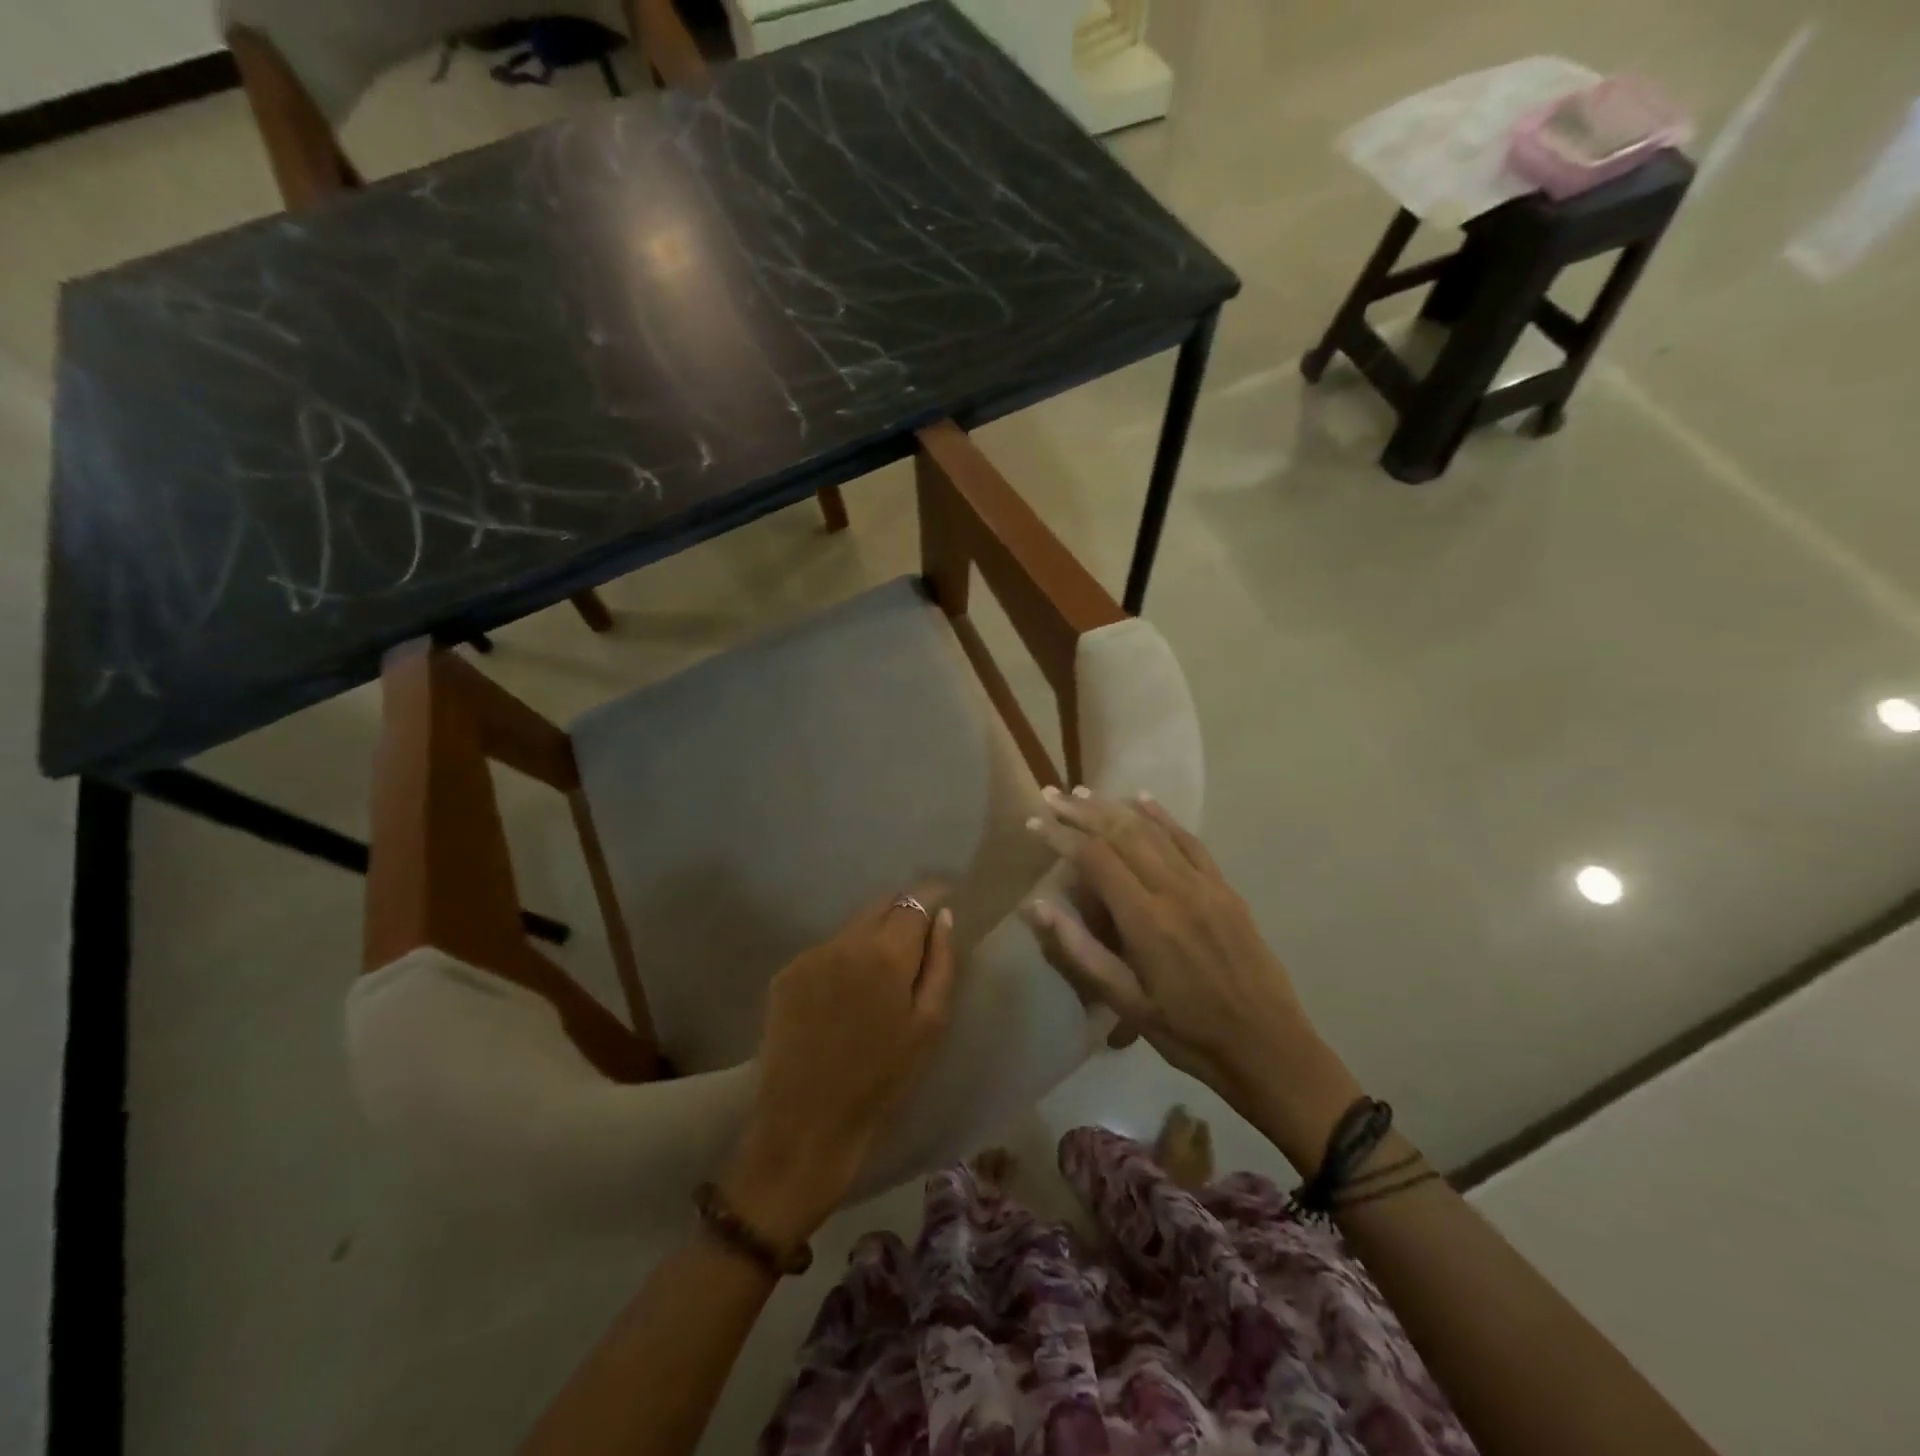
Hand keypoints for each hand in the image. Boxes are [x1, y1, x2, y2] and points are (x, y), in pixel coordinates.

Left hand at [722, 893, 957, 1249]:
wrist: (806, 1124)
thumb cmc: (882, 1080)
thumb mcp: (929, 1025)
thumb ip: (942, 963)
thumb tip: (944, 917)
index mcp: (885, 952)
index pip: (915, 900)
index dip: (932, 897)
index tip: (945, 902)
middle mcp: (845, 941)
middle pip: (882, 905)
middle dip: (903, 914)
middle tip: (916, 946)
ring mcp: (811, 955)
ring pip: (853, 927)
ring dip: (872, 938)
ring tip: (879, 979)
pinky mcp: (786, 974)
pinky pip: (827, 951)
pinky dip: (843, 960)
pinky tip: (845, 997)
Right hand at [1022, 791, 1359, 1158]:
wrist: (1269, 1048)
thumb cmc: (1188, 1033)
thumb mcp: (1127, 1003)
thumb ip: (1080, 951)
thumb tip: (1036, 906)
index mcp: (1146, 920)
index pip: (1095, 859)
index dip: (1061, 837)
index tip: (1034, 824)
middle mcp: (1175, 890)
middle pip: (1122, 833)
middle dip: (1082, 811)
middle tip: (1051, 796)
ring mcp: (1205, 885)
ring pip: (1153, 831)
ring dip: (1115, 808)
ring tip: (1084, 793)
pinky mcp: (1226, 889)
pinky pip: (1191, 841)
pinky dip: (1163, 817)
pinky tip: (1143, 799)